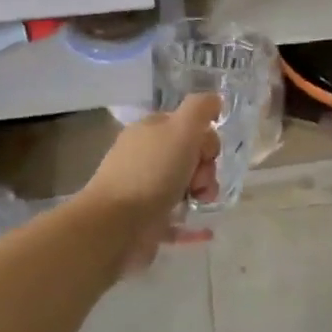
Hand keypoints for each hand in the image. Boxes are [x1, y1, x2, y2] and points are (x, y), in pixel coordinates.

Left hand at [81, 94, 222, 272]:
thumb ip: (201, 109)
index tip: (205, 154)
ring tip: (200, 203)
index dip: (205, 140)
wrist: (115, 225)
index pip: (189, 126)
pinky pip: (178, 220)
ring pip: (187, 187)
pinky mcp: (146, 221)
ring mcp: (145, 190)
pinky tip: (205, 231)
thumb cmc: (151, 172)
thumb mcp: (181, 129)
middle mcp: (146, 157)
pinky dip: (193, 224)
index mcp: (151, 131)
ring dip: (203, 193)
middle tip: (199, 182)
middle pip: (191, 156)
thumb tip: (215, 100)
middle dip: (205, 168)